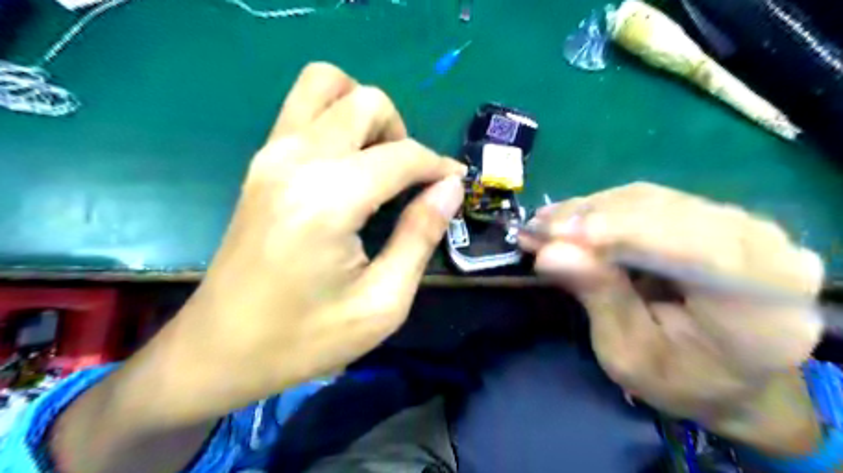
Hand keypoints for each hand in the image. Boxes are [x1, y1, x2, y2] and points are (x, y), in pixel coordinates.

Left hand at [139, 61, 462, 421]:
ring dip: (364, 114)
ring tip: (378, 163)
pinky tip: (349, 168)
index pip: (402, 155)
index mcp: (328, 199)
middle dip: (402, 133)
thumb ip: (420, 236)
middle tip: (411, 181)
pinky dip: (337, 120)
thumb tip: (450, 188)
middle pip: (365, 100)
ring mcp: (270, 154)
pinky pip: (304, 109)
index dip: (439, 166)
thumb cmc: (305, 338)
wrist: (220, 350)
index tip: (456, 185)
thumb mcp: (382, 302)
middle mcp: (295, 160)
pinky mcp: (260, 163)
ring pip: (326, 85)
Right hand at [521, 181, 824, 449]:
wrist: (727, 373)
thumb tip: (550, 252)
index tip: (556, 235)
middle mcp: (766, 250)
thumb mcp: (630, 355)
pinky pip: (648, 201)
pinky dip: (601, 210)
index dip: (623, 234)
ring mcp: (739, 225)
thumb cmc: (681, 378)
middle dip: (593, 219)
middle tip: (536, 230)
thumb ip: (599, 298)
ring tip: (543, 226)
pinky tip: (567, 220)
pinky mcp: (710, 216)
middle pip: (668, 214)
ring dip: (589, 212)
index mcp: (762, 305)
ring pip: (651, 200)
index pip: (699, 247)